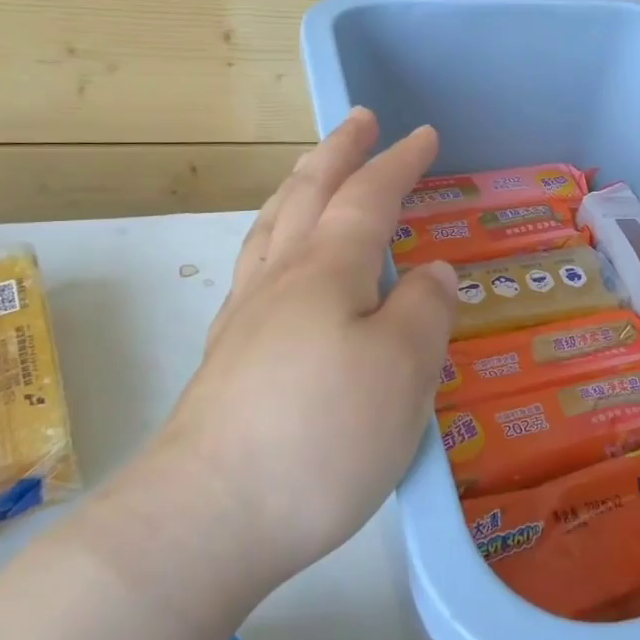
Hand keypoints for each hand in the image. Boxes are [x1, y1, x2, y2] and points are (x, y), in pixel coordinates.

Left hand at [141, 109, 457, 587]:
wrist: (206, 518)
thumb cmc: (320, 436)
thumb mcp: (402, 371)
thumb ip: (423, 311)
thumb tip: (433, 272)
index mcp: (325, 272)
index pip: (368, 198)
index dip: (398, 162)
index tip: (424, 134)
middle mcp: (279, 280)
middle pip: (306, 195)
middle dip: (338, 153)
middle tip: (359, 121)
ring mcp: (245, 319)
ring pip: (270, 228)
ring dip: (297, 187)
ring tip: (311, 170)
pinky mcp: (227, 358)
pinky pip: (254, 268)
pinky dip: (274, 237)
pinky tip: (277, 259)